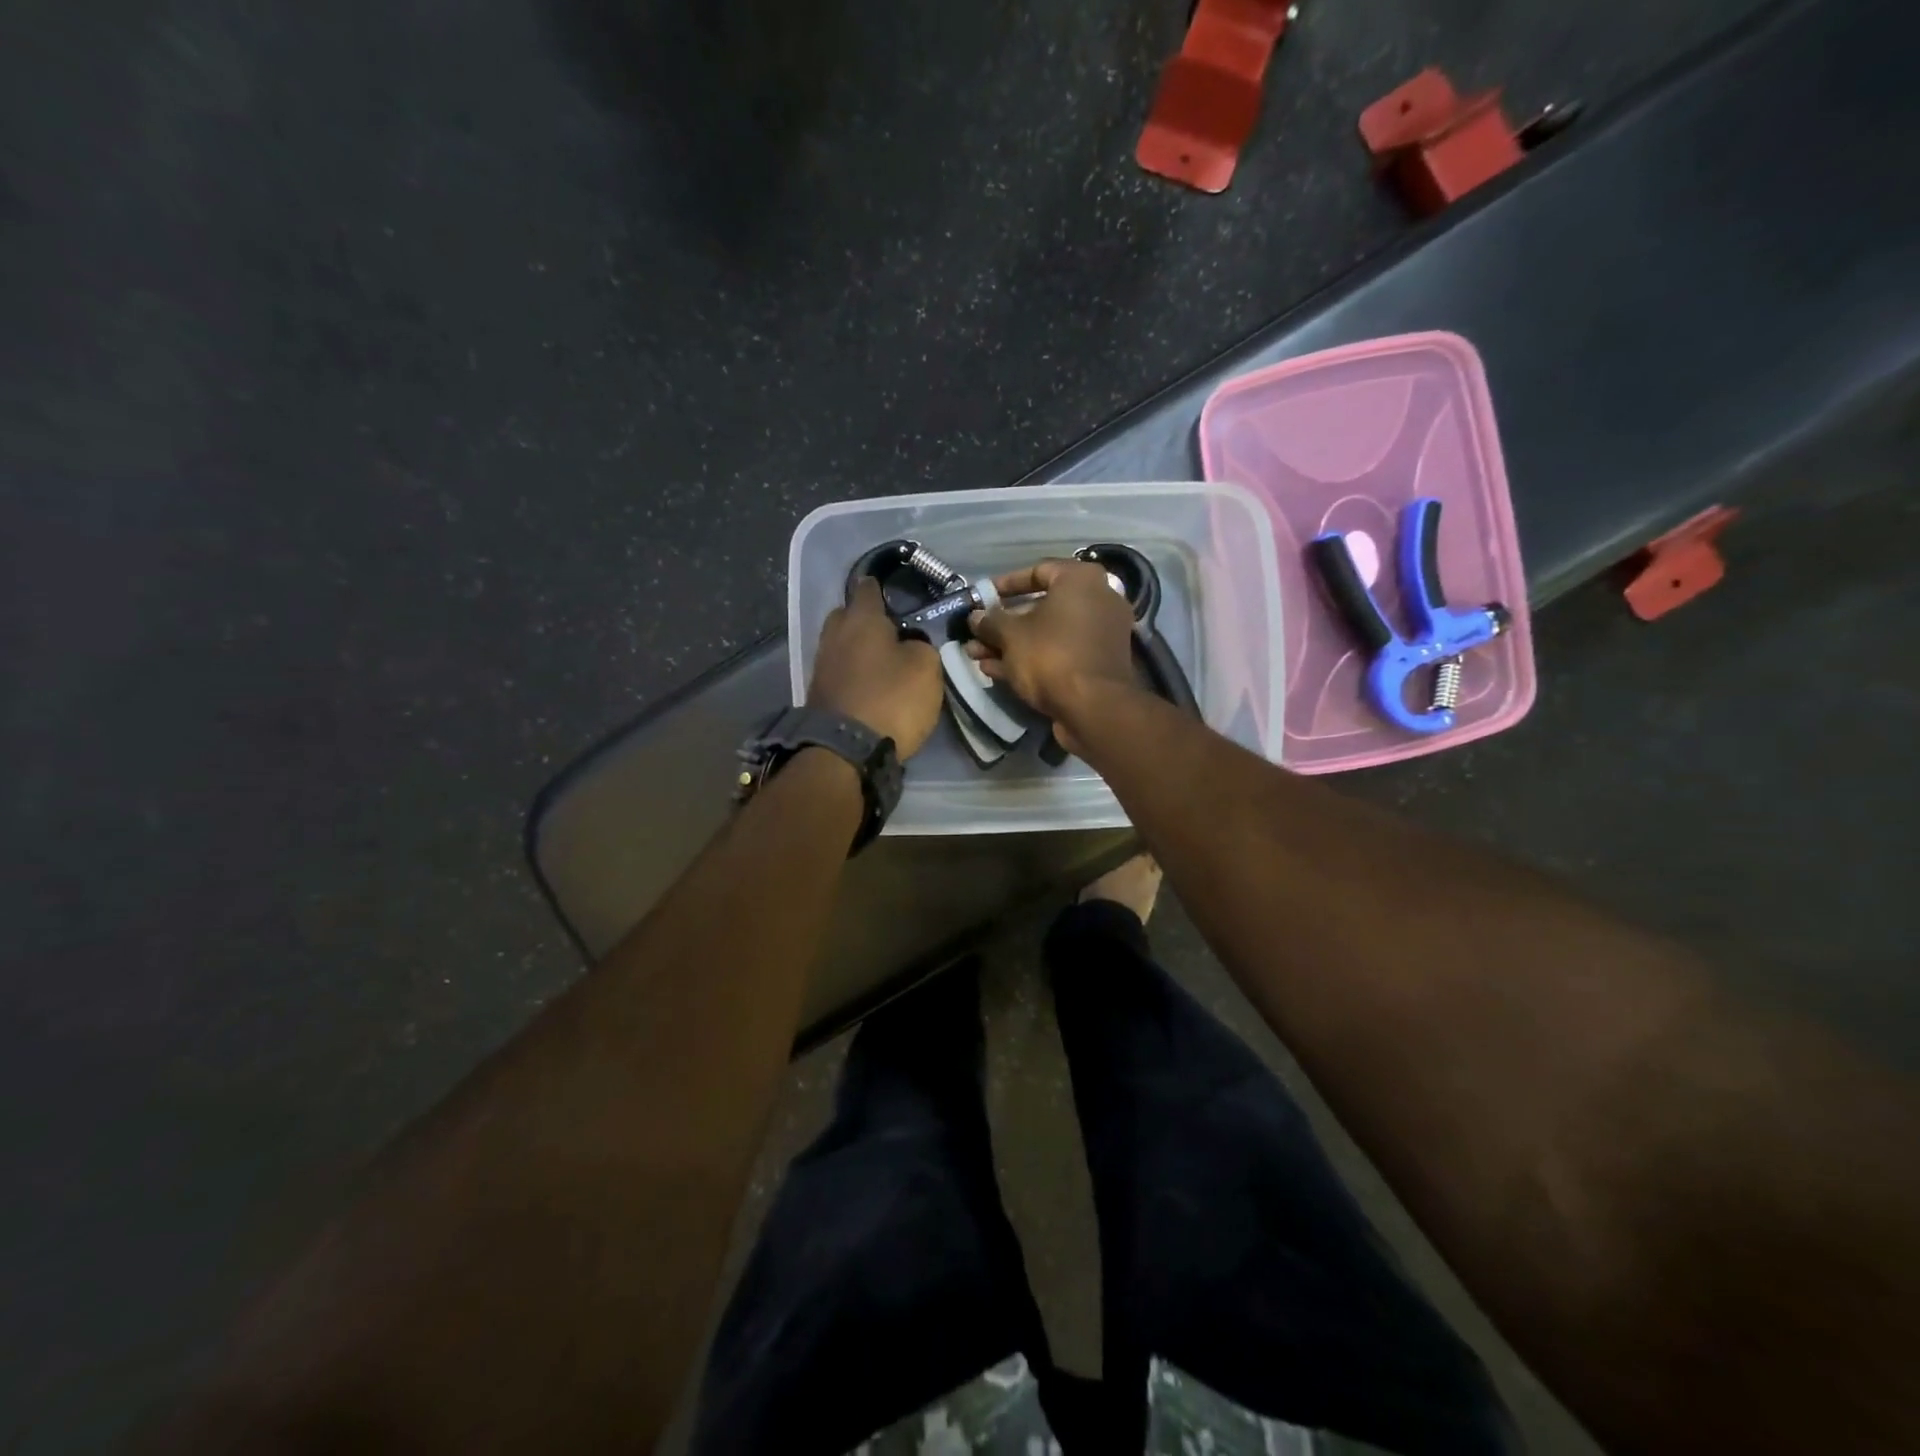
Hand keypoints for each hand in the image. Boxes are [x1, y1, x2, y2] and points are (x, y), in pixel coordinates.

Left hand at [808, 577, 942, 757]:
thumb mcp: (926, 668)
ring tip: (882, 659)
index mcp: (861, 619)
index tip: (894, 588)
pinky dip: (852, 673)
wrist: (846, 750)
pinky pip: (838, 671)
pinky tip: (868, 683)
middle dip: (865, 618)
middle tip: (890, 629)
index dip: (881, 585)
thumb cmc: (891, 699)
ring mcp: (822, 665)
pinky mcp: (818, 693)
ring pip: (841, 644)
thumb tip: (910, 644)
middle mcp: (835, 634)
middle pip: (847, 615)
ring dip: (858, 649)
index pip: (868, 588)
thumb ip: (921, 645)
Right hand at [966, 558, 1137, 754]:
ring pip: (1047, 633)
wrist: (1093, 708)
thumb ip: (990, 621)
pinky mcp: (1095, 664)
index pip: (1038, 570)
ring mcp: (1099, 634)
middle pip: (1041, 606)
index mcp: (1080, 580)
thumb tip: (975, 617)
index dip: (1005, 584)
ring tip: (976, 655)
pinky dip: (1030, 658)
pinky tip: (995, 670)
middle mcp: (1097, 600)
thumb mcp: (1010, 635)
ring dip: (1011, 644)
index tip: (982, 597)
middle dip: (1003, 622)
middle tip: (976, 633)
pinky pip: (1059, 653)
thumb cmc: (1051, 655)